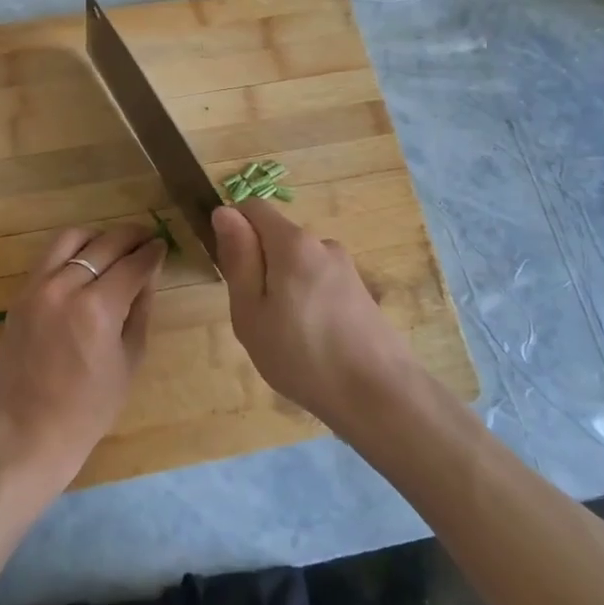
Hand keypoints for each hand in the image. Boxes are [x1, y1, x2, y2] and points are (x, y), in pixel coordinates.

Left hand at [0, 222, 166, 491]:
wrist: (29, 430)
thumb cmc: (89, 407)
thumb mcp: (129, 359)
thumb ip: (140, 309)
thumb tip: (149, 274)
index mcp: (97, 308)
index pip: (132, 264)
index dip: (152, 252)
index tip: (162, 245)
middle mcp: (65, 288)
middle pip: (104, 244)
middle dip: (131, 237)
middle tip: (146, 238)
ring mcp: (37, 288)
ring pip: (70, 239)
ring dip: (98, 236)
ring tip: (114, 246)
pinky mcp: (20, 295)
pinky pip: (48, 257)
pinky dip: (71, 251)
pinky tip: (85, 263)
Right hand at [212, 200, 420, 433]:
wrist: (379, 396)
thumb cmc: (302, 356)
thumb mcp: (251, 312)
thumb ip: (238, 259)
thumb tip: (224, 212)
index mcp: (293, 243)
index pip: (253, 208)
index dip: (233, 231)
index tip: (231, 273)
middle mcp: (323, 244)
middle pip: (276, 238)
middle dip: (258, 266)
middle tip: (256, 317)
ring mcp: (346, 268)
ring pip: (297, 264)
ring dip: (282, 288)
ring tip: (284, 337)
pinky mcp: (360, 292)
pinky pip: (318, 283)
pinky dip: (306, 302)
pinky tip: (311, 343)